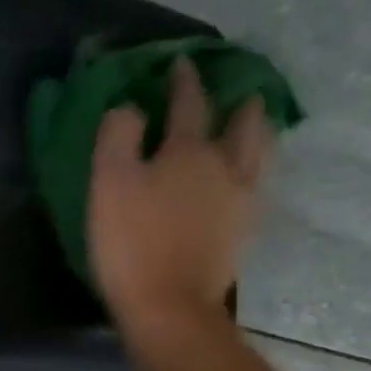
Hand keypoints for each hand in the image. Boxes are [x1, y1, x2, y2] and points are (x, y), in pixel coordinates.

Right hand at [88, 57, 271, 335]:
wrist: (170, 308)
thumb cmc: (132, 244)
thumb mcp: (108, 184)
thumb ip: (117, 136)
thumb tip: (130, 107)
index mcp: (189, 150)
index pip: (189, 102)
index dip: (184, 80)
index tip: (182, 62)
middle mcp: (226, 167)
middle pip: (244, 123)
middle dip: (240, 102)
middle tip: (239, 91)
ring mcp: (242, 201)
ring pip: (261, 153)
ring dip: (258, 131)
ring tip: (254, 124)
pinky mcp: (245, 232)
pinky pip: (259, 185)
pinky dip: (257, 167)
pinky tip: (248, 174)